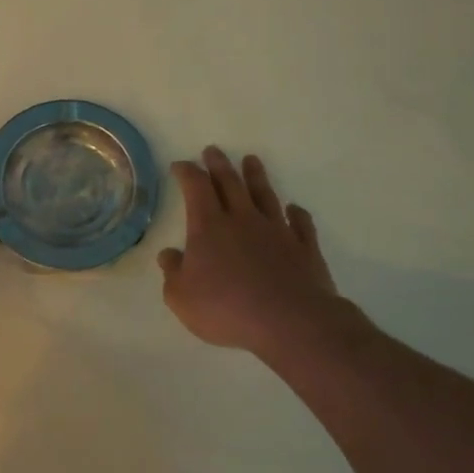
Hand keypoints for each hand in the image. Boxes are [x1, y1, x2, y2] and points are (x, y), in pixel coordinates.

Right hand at [158, 147, 368, 358]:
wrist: (289, 322)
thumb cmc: (226, 308)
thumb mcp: (181, 297)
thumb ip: (173, 273)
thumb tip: (168, 255)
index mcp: (208, 226)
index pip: (195, 187)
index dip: (187, 172)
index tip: (180, 165)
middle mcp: (243, 219)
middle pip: (230, 183)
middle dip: (219, 165)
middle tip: (213, 150)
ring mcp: (277, 231)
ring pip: (265, 196)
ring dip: (257, 177)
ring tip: (252, 160)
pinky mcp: (304, 248)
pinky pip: (301, 224)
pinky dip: (297, 214)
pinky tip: (294, 209)